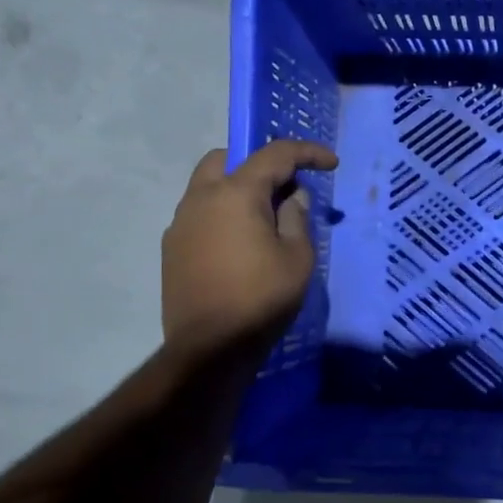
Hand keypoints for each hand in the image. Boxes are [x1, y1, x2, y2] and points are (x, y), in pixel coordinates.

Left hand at [162, 140, 338, 360]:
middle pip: (227, 159)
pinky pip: (200, 214)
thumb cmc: (261, 298)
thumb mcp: (297, 257)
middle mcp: (201, 198)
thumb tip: (291, 198)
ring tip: (264, 220)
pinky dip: (222, 214)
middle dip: (258, 164)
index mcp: (235, 194)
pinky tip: (240, 245)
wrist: (209, 349)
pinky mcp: (172, 248)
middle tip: (284, 188)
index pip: (274, 155)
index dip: (306, 152)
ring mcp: (181, 223)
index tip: (330, 163)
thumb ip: (296, 217)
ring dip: (237, 189)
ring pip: (208, 186)